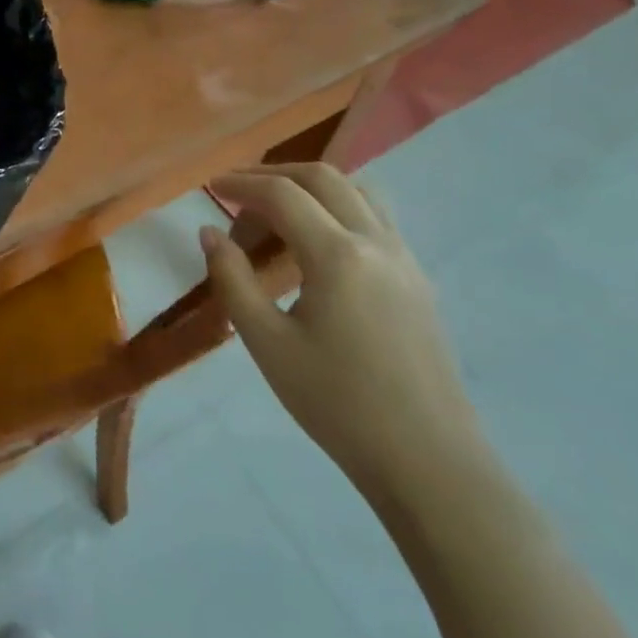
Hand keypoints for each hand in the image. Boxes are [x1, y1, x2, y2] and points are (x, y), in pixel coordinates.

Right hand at [200, 163, 482, 500]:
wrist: (429, 462)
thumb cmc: (338, 405)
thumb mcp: (268, 344)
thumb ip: (233, 280)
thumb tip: (209, 233)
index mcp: (337, 255)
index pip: (282, 195)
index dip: (242, 184)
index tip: (212, 188)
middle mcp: (376, 242)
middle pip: (323, 178)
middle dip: (275, 175)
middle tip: (239, 194)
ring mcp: (405, 258)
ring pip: (357, 191)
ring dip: (313, 187)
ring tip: (278, 212)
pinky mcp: (419, 279)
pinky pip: (376, 218)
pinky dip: (340, 208)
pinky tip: (319, 245)